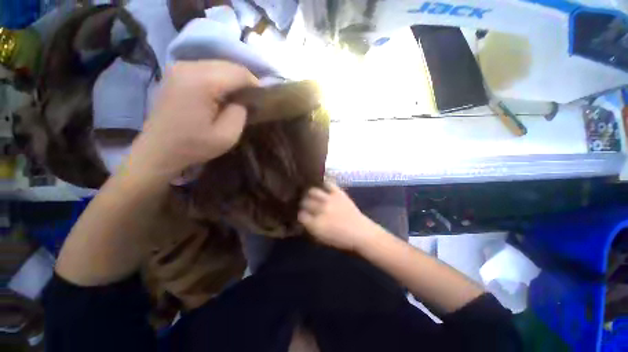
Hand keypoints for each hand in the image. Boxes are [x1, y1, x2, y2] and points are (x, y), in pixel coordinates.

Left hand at [129, 61, 257, 181]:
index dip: (255, 83)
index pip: (238, 72)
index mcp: (202, 82)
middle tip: (251, 99)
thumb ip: (240, 113)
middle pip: (228, 65)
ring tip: (238, 97)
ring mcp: (179, 67)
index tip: (262, 98)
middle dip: (244, 80)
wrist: (158, 150)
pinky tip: (221, 94)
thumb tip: (243, 100)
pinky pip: (205, 68)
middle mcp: (188, 66)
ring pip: (217, 65)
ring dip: (232, 79)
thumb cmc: (194, 146)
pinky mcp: (175, 73)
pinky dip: (219, 78)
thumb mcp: (227, 136)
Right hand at [298, 181, 380, 251]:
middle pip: (304, 202)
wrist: (361, 232)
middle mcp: (320, 210)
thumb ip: (310, 227)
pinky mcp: (338, 193)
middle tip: (304, 203)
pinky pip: (328, 184)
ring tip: (311, 194)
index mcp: (315, 224)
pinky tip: (321, 185)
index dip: (300, 214)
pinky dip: (324, 183)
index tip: (301, 214)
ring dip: (310, 193)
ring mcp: (329, 200)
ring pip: (313, 191)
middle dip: (302, 203)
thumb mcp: (321, 238)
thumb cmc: (341, 239)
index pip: (300, 215)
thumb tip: (302, 217)